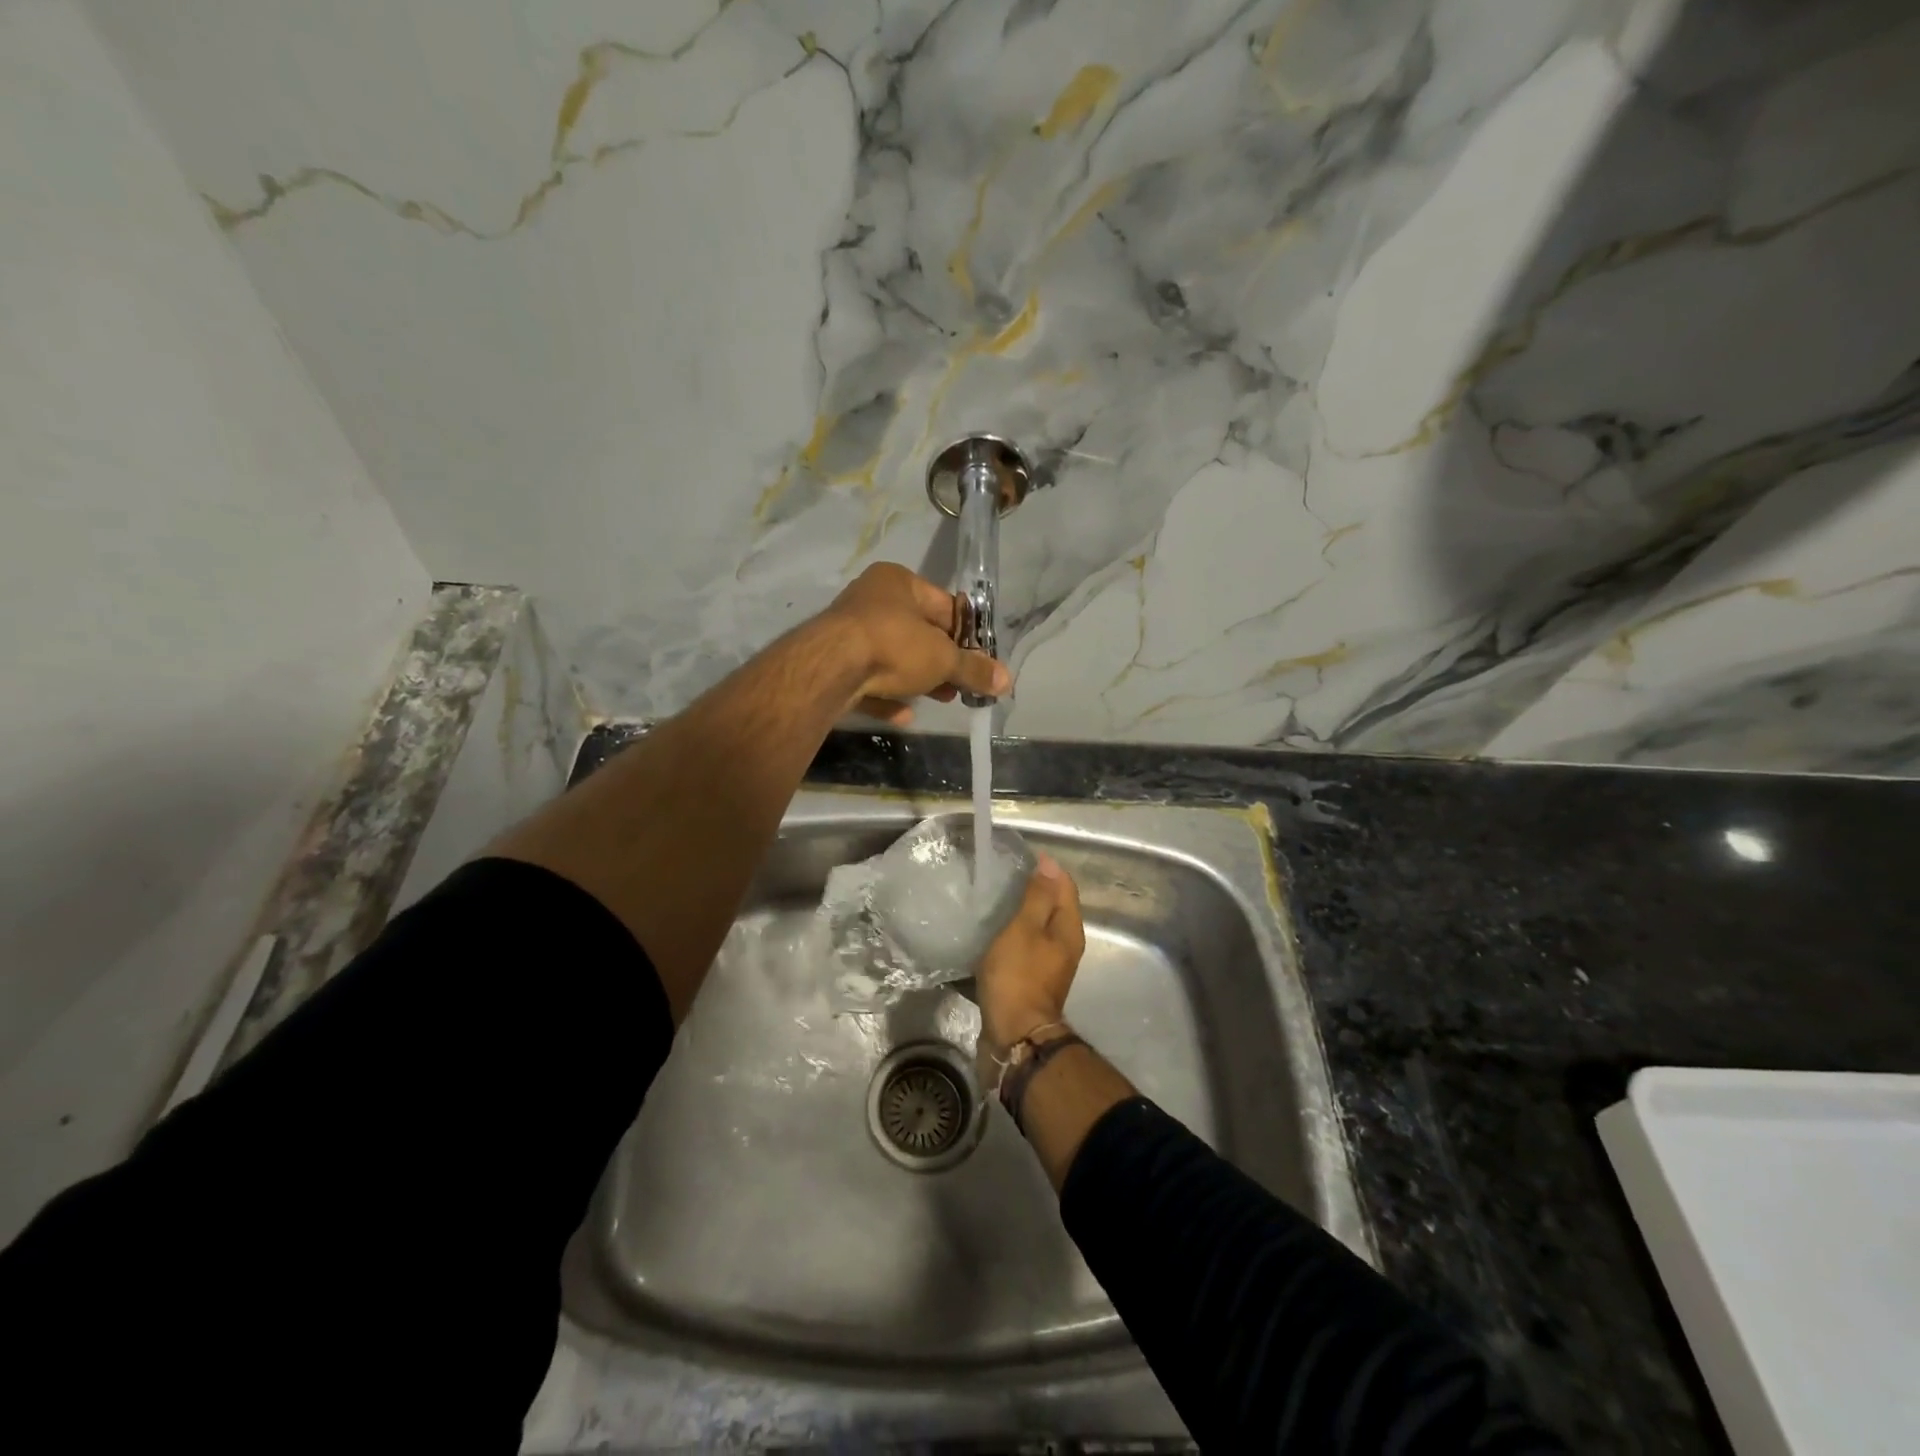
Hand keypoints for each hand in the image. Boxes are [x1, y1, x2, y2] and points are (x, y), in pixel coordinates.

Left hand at [820, 563, 1009, 723]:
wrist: (830, 669)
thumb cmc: (894, 645)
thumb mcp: (943, 658)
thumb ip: (974, 669)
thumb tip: (1007, 680)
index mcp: (898, 582)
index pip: (944, 606)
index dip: (966, 635)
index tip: (980, 660)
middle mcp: (870, 599)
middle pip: (918, 633)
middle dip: (942, 662)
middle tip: (961, 685)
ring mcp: (848, 632)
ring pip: (893, 657)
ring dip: (918, 680)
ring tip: (942, 699)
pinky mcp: (834, 663)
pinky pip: (869, 679)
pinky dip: (887, 695)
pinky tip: (904, 715)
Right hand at [976, 853, 1085, 1057]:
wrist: (1013, 1036)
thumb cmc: (1018, 977)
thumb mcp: (1024, 930)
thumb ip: (1037, 897)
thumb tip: (1050, 866)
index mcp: (1068, 930)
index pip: (1065, 886)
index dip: (1046, 868)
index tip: (1020, 857)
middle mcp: (1065, 946)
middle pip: (1053, 906)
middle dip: (1034, 888)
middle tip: (1004, 875)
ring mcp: (1049, 965)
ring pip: (1038, 928)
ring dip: (1021, 913)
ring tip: (994, 899)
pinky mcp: (1031, 980)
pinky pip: (1024, 947)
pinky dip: (1012, 935)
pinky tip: (992, 932)